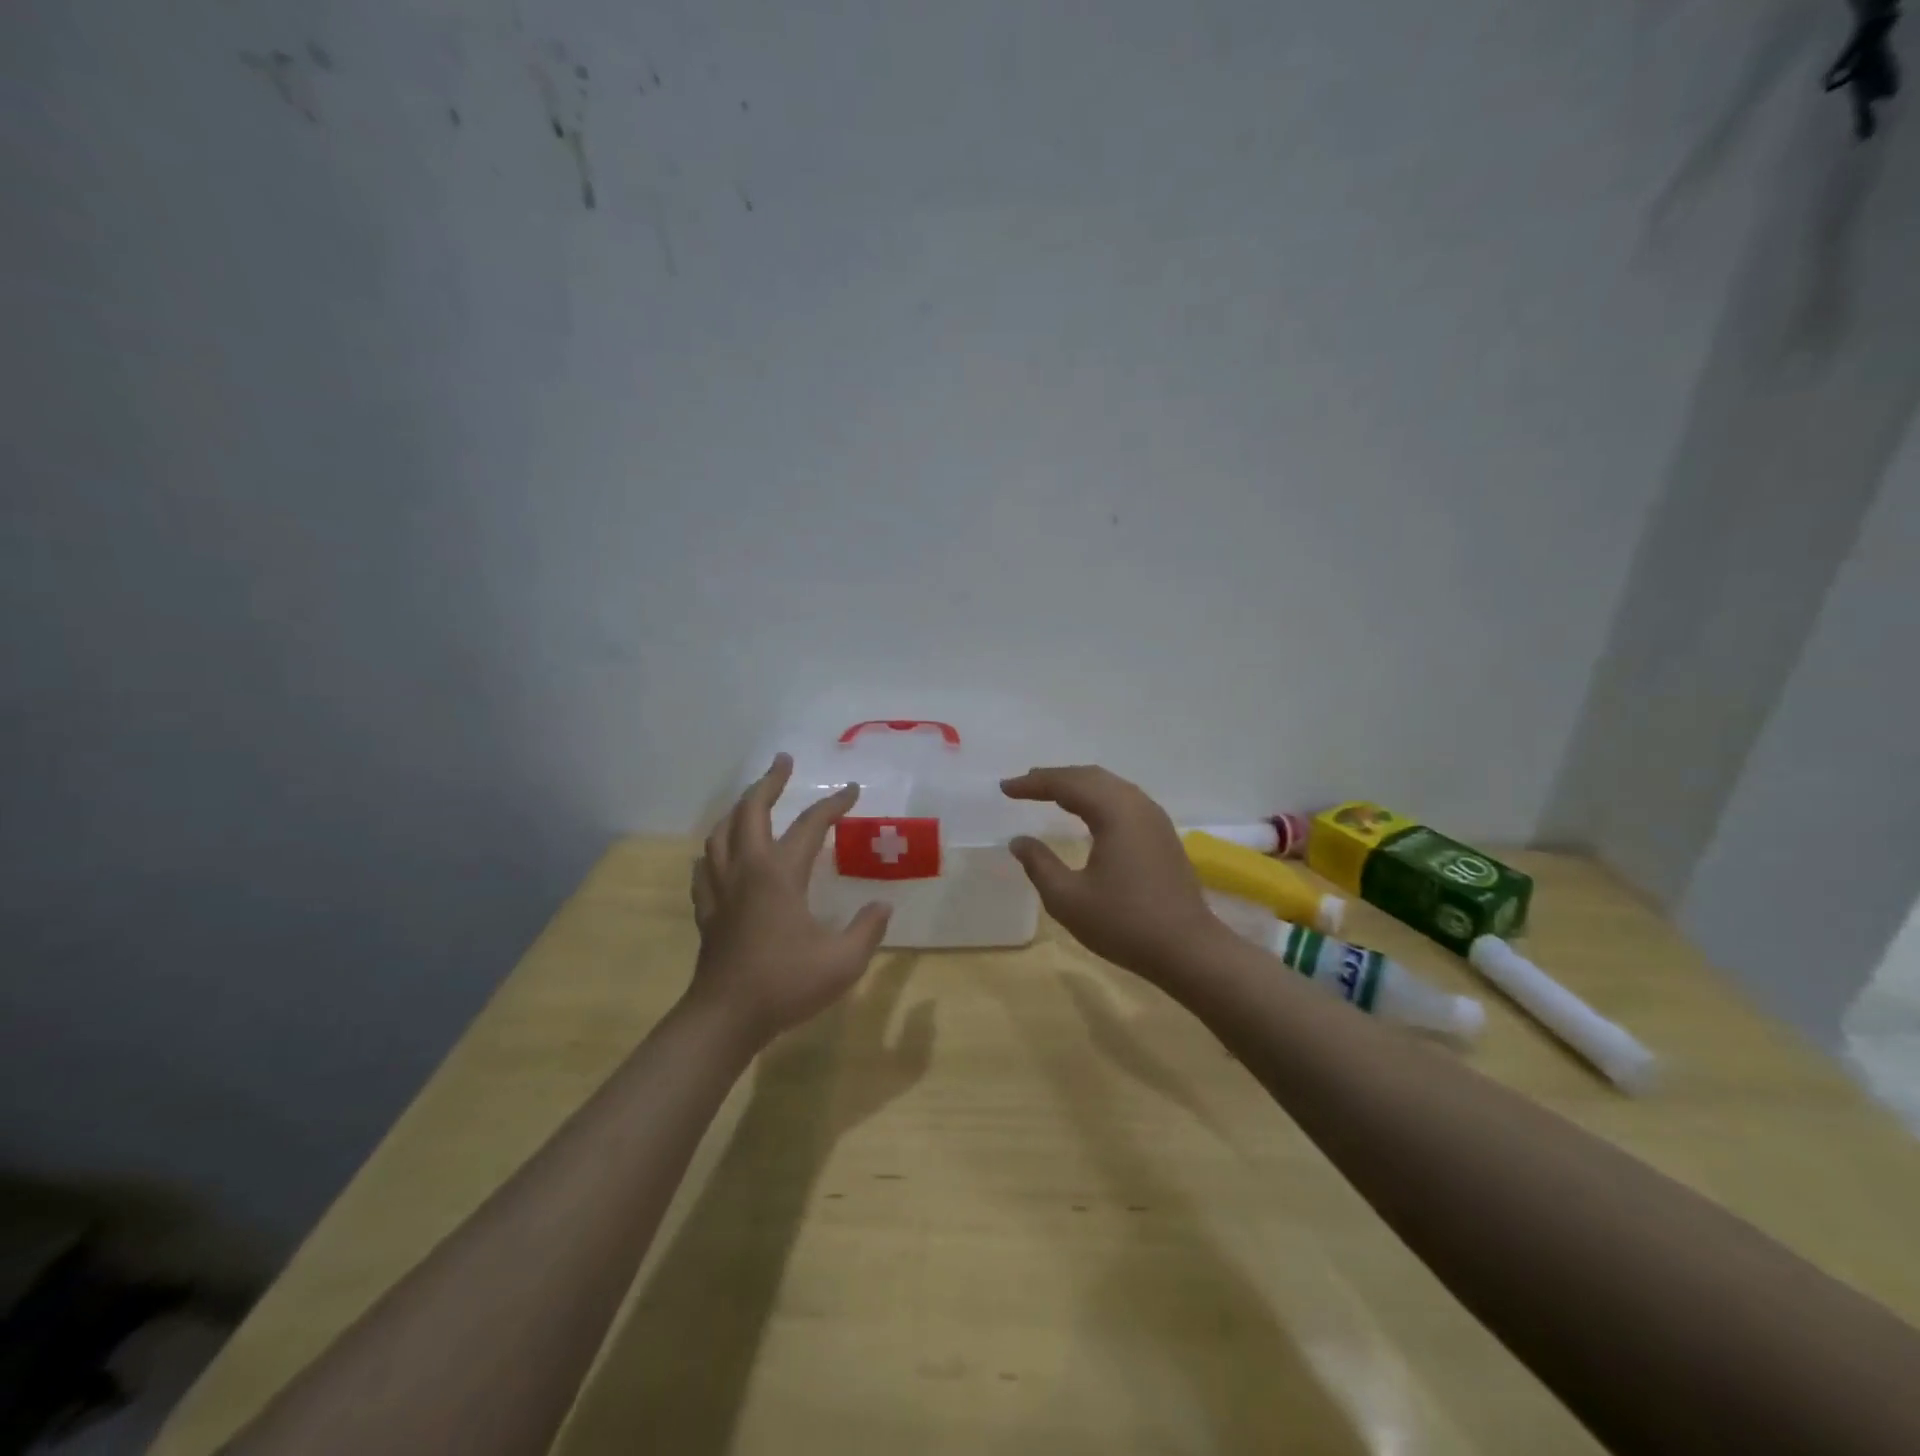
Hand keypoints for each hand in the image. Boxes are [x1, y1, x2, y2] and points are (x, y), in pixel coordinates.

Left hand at [689, 755, 891, 1046]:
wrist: (726, 1018)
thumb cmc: (785, 984)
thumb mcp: (843, 961)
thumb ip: (867, 929)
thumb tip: (881, 905)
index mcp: (780, 874)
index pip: (810, 825)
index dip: (833, 804)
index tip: (852, 791)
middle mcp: (747, 870)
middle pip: (751, 811)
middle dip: (769, 782)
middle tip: (783, 762)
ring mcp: (721, 889)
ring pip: (721, 834)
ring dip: (738, 810)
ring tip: (752, 802)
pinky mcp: (707, 911)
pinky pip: (705, 868)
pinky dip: (714, 851)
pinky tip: (718, 856)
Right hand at [1001, 765, 1224, 981]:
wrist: (1188, 950)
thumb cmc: (1124, 923)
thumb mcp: (1068, 899)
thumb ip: (1039, 865)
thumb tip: (1019, 841)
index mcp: (1115, 812)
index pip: (1067, 784)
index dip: (1033, 784)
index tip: (1005, 788)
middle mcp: (1137, 805)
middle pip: (1091, 777)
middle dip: (1055, 778)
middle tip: (1024, 785)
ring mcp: (1155, 819)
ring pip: (1110, 786)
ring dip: (1077, 785)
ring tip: (1049, 793)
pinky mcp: (1163, 835)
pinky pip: (1124, 800)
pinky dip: (1097, 798)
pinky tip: (1087, 814)